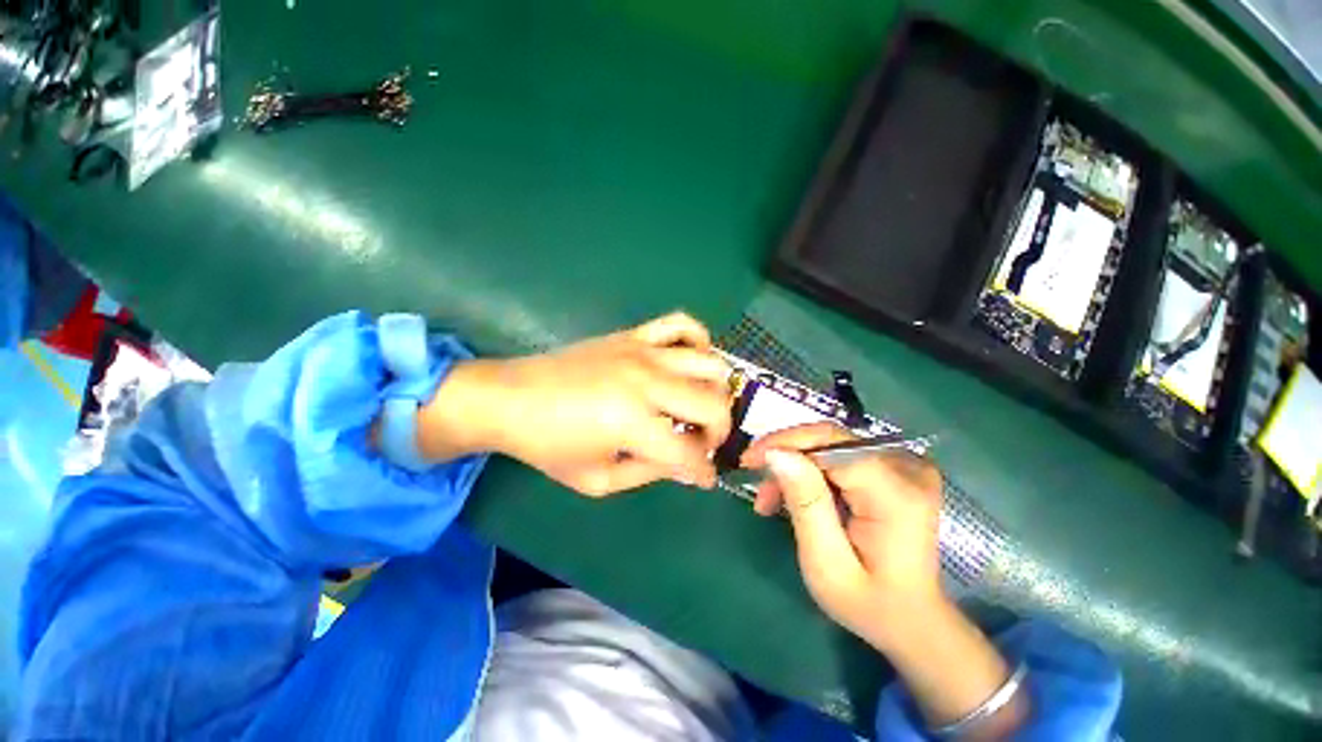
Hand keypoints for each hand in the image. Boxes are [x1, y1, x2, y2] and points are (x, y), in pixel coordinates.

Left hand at [418, 312, 732, 495]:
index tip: (704, 477)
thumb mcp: (597, 479)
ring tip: (699, 406)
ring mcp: (642, 352)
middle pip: (712, 406)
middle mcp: (646, 383)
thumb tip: (686, 467)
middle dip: (718, 432)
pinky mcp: (633, 335)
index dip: (703, 471)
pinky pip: (680, 323)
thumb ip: (648, 473)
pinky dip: (698, 339)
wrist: (510, 397)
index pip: (689, 453)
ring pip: (708, 364)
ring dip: (715, 391)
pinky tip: (690, 360)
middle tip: (703, 443)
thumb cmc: (548, 445)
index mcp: (632, 424)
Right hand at [744, 423, 1025, 734]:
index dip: (784, 443)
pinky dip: (811, 471)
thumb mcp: (827, 564)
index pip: (830, 443)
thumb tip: (776, 454)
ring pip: (829, 445)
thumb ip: (805, 504)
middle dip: (785, 455)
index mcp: (896, 493)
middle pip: (828, 439)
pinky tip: (795, 494)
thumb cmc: (869, 603)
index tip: (748, 461)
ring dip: (794, 466)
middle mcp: (906, 467)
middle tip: (756, 482)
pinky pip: (838, 455)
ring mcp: (904, 465)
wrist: (913, 619)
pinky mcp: (894, 468)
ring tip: (770, 499)